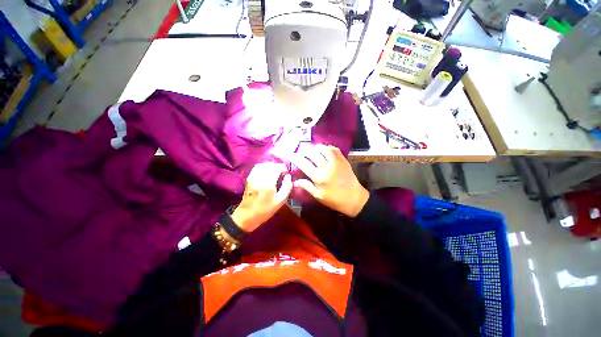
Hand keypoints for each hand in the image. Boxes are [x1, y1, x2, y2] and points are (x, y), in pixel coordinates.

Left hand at [231, 162, 292, 232]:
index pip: (277, 168)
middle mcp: (260, 177)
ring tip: (276, 172)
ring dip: (271, 166)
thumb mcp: (280, 201)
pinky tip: (268, 173)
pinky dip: (264, 167)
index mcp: (268, 182)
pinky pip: (257, 167)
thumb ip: (287, 187)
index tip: (286, 174)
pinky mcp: (249, 177)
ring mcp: (253, 176)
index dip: (284, 169)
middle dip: (278, 167)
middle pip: (271, 165)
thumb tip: (288, 176)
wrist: (247, 216)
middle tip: (282, 173)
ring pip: (264, 164)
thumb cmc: (265, 210)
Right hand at [291, 145, 368, 216]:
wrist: (354, 199)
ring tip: (313, 151)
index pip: (304, 164)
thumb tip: (294, 181)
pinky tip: (325, 150)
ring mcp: (336, 162)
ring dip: (316, 148)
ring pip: (323, 149)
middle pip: (312, 154)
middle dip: (305, 152)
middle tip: (302, 154)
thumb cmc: (335, 200)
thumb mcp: (319, 196)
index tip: (291, 155)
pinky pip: (335, 149)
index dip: (295, 158)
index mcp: (319, 177)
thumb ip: (307, 187)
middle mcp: (326, 167)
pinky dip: (328, 147)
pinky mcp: (343, 160)